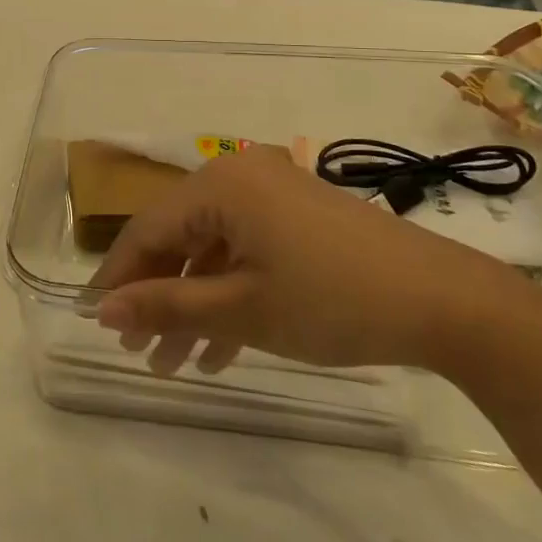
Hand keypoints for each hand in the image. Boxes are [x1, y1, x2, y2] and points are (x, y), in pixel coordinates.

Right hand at [89, 148, 527, 376]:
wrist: (446, 303)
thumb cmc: (332, 300)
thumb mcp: (242, 309)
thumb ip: (167, 306)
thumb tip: (104, 310)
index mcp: (220, 185)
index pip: (147, 229)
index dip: (119, 277)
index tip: (95, 322)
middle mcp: (239, 176)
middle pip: (178, 237)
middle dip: (157, 297)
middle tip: (138, 351)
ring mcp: (272, 195)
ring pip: (212, 249)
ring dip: (193, 304)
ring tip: (174, 364)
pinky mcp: (298, 217)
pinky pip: (246, 251)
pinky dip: (230, 294)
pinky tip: (220, 350)